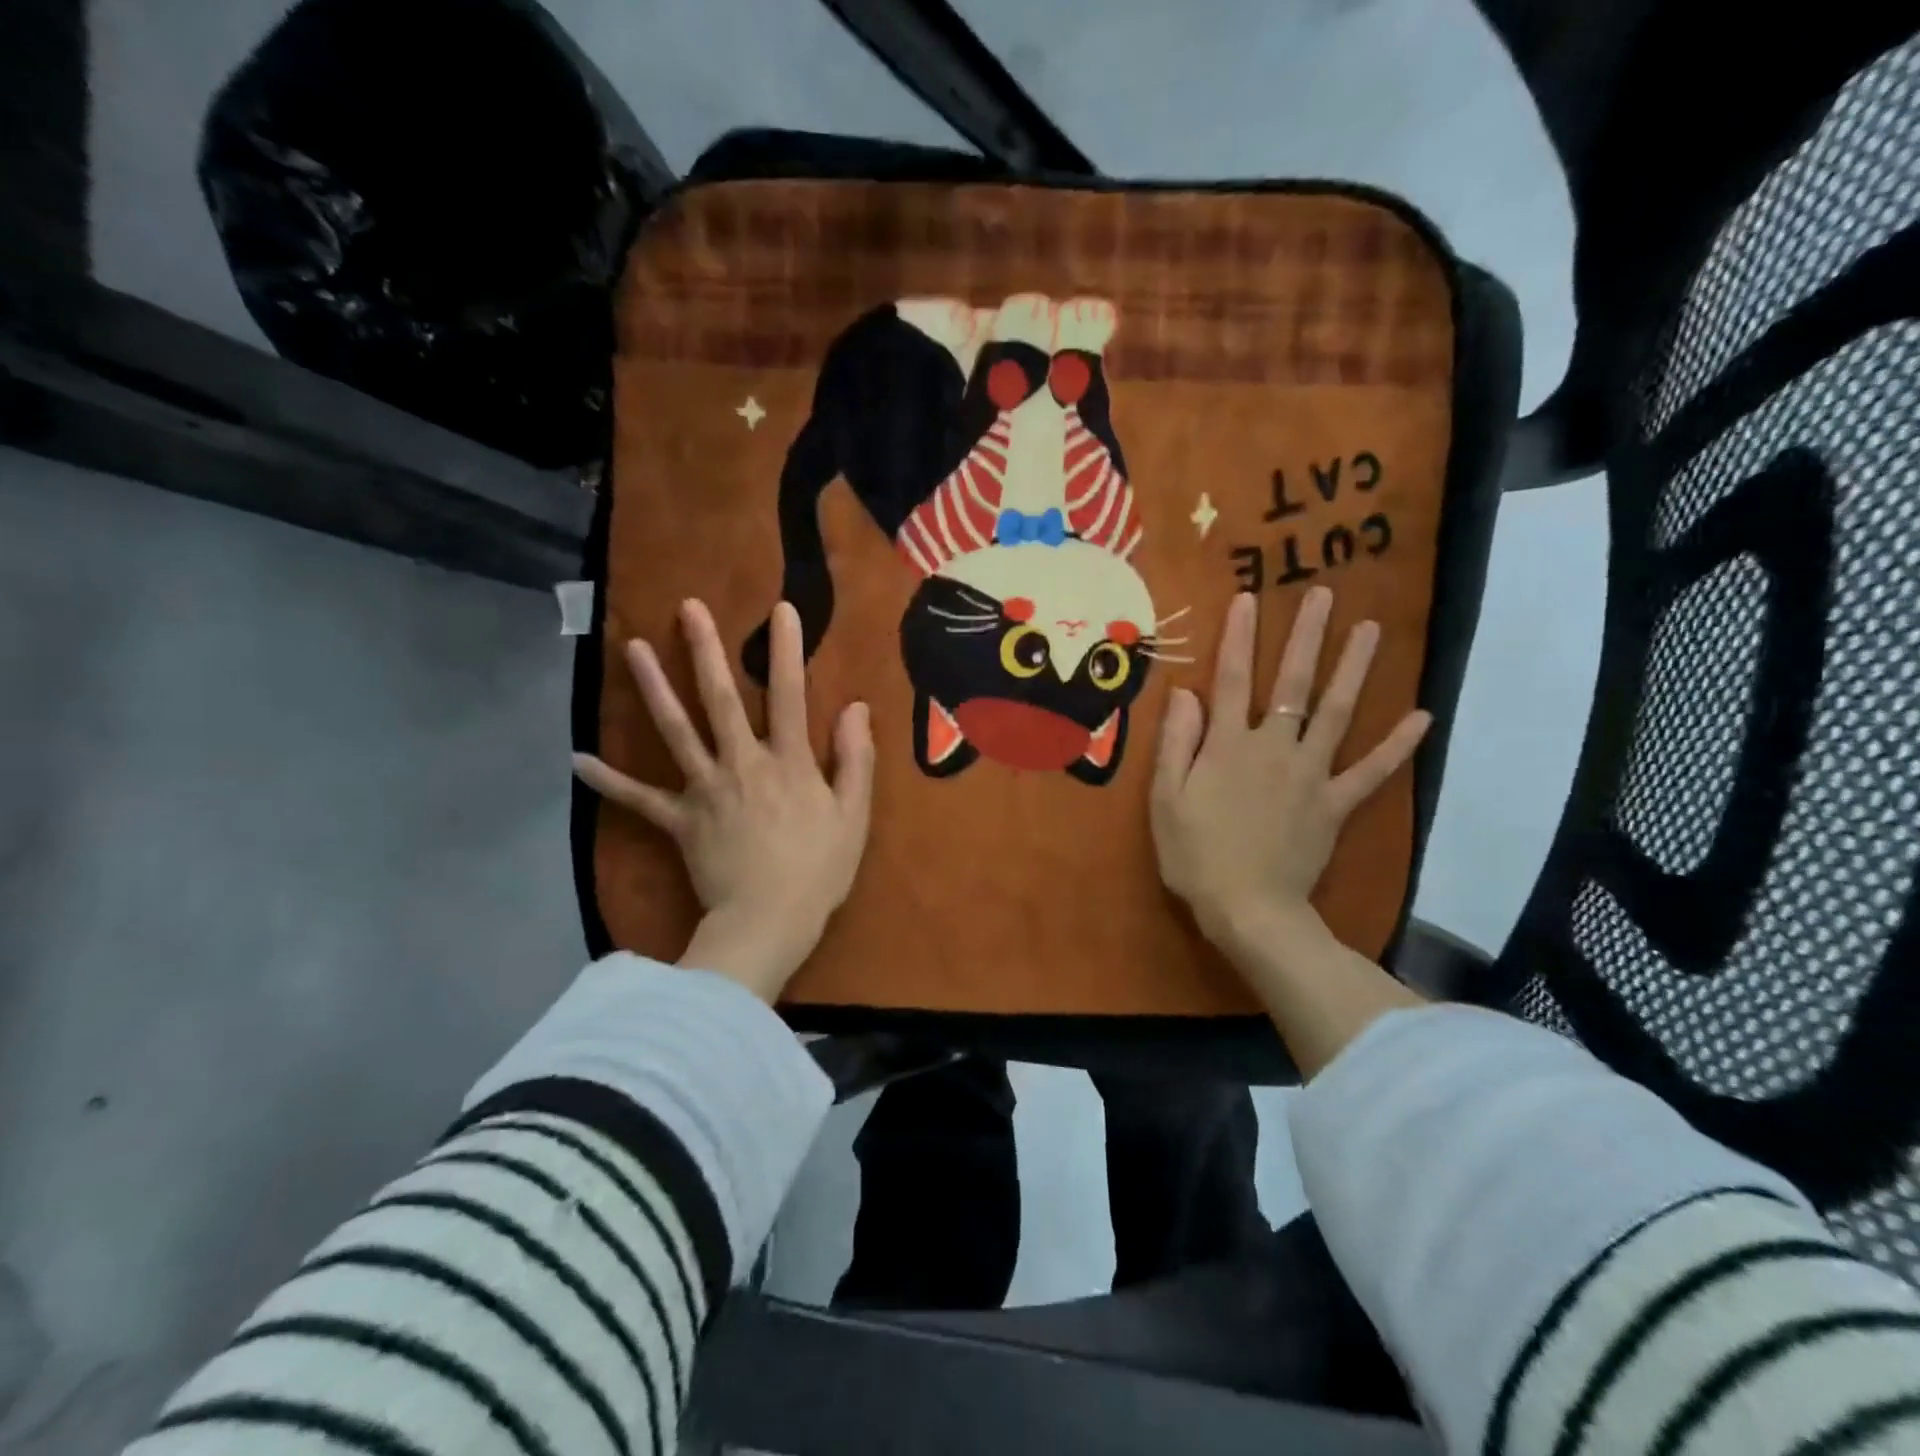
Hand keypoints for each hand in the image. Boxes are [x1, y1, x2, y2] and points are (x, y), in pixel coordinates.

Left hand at [573, 599, 874, 1000]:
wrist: (769, 921)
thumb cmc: (819, 869)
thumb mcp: (853, 814)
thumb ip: (855, 758)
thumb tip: (855, 707)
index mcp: (788, 762)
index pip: (788, 694)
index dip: (786, 650)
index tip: (781, 610)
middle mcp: (742, 763)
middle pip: (720, 699)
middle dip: (705, 650)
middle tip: (687, 608)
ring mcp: (704, 789)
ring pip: (675, 731)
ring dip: (653, 687)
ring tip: (633, 648)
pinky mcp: (678, 820)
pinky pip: (639, 799)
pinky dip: (608, 781)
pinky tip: (576, 760)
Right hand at [1150, 587, 1430, 969]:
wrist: (1247, 909)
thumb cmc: (1195, 854)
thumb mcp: (1165, 799)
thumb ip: (1177, 743)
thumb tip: (1186, 693)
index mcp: (1227, 746)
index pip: (1233, 679)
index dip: (1241, 637)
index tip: (1250, 597)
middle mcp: (1273, 748)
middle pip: (1293, 684)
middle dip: (1308, 636)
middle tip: (1325, 595)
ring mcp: (1310, 774)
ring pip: (1337, 713)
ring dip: (1355, 669)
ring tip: (1372, 629)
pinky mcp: (1334, 804)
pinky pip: (1371, 771)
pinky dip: (1397, 746)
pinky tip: (1422, 717)